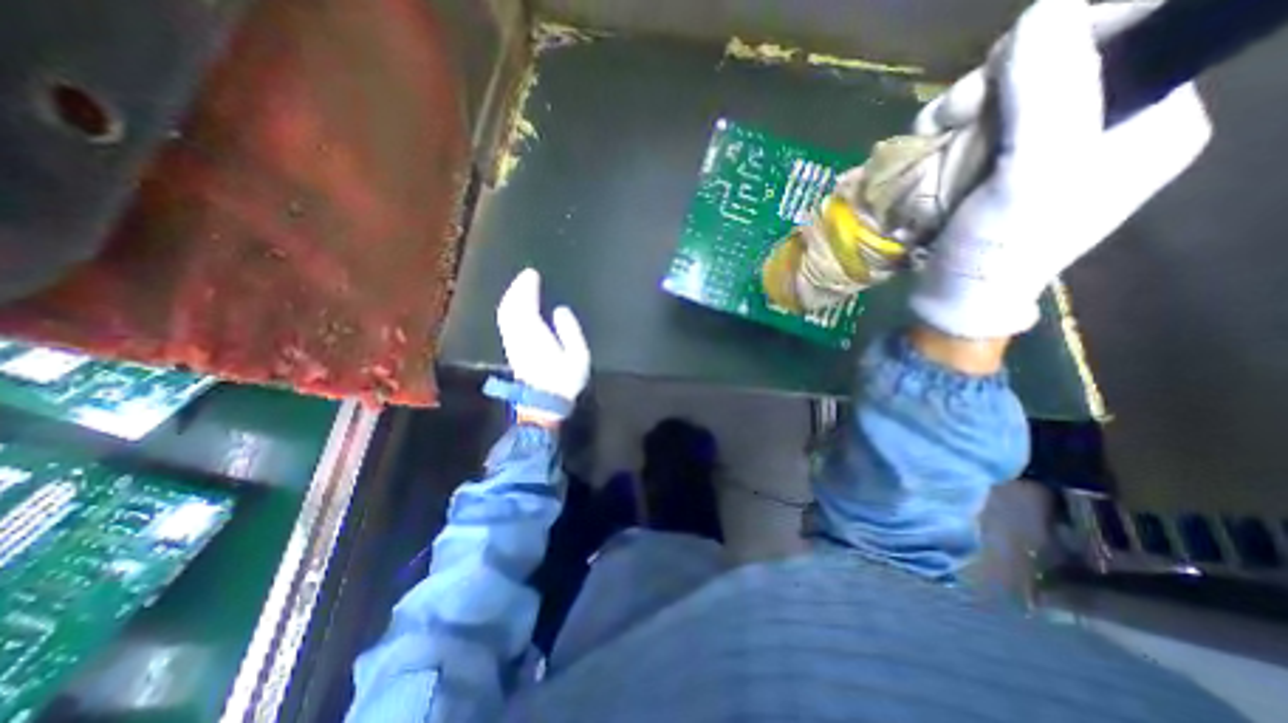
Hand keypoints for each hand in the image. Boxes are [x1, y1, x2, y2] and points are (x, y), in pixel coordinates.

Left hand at [494, 265, 590, 423]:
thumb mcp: (577, 356)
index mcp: (535, 335)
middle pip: (511, 307)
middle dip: (517, 288)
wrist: (543, 404)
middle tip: (526, 275)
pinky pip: (506, 322)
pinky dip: (510, 309)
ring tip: (520, 287)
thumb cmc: (564, 381)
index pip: (526, 305)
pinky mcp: (512, 350)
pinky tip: (515, 307)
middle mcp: (519, 336)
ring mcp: (513, 343)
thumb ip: (570, 331)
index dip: (527, 288)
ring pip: (506, 314)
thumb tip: (560, 311)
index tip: (532, 273)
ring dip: (512, 297)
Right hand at [909, 0, 1213, 338]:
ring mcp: (1042, 145)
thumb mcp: (1033, 177)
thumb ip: (1050, 92)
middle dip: (994, 82)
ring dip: (959, 109)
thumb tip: (1044, 9)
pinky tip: (929, 149)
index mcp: (1149, 119)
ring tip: (931, 138)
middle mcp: (1102, 124)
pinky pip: (975, 124)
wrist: (956, 297)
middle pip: (1053, 61)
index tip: (1001, 72)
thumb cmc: (1000, 250)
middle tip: (953, 116)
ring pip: (1003, 92)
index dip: (1061, 36)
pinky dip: (946, 131)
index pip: (1127, 33)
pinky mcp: (998, 164)